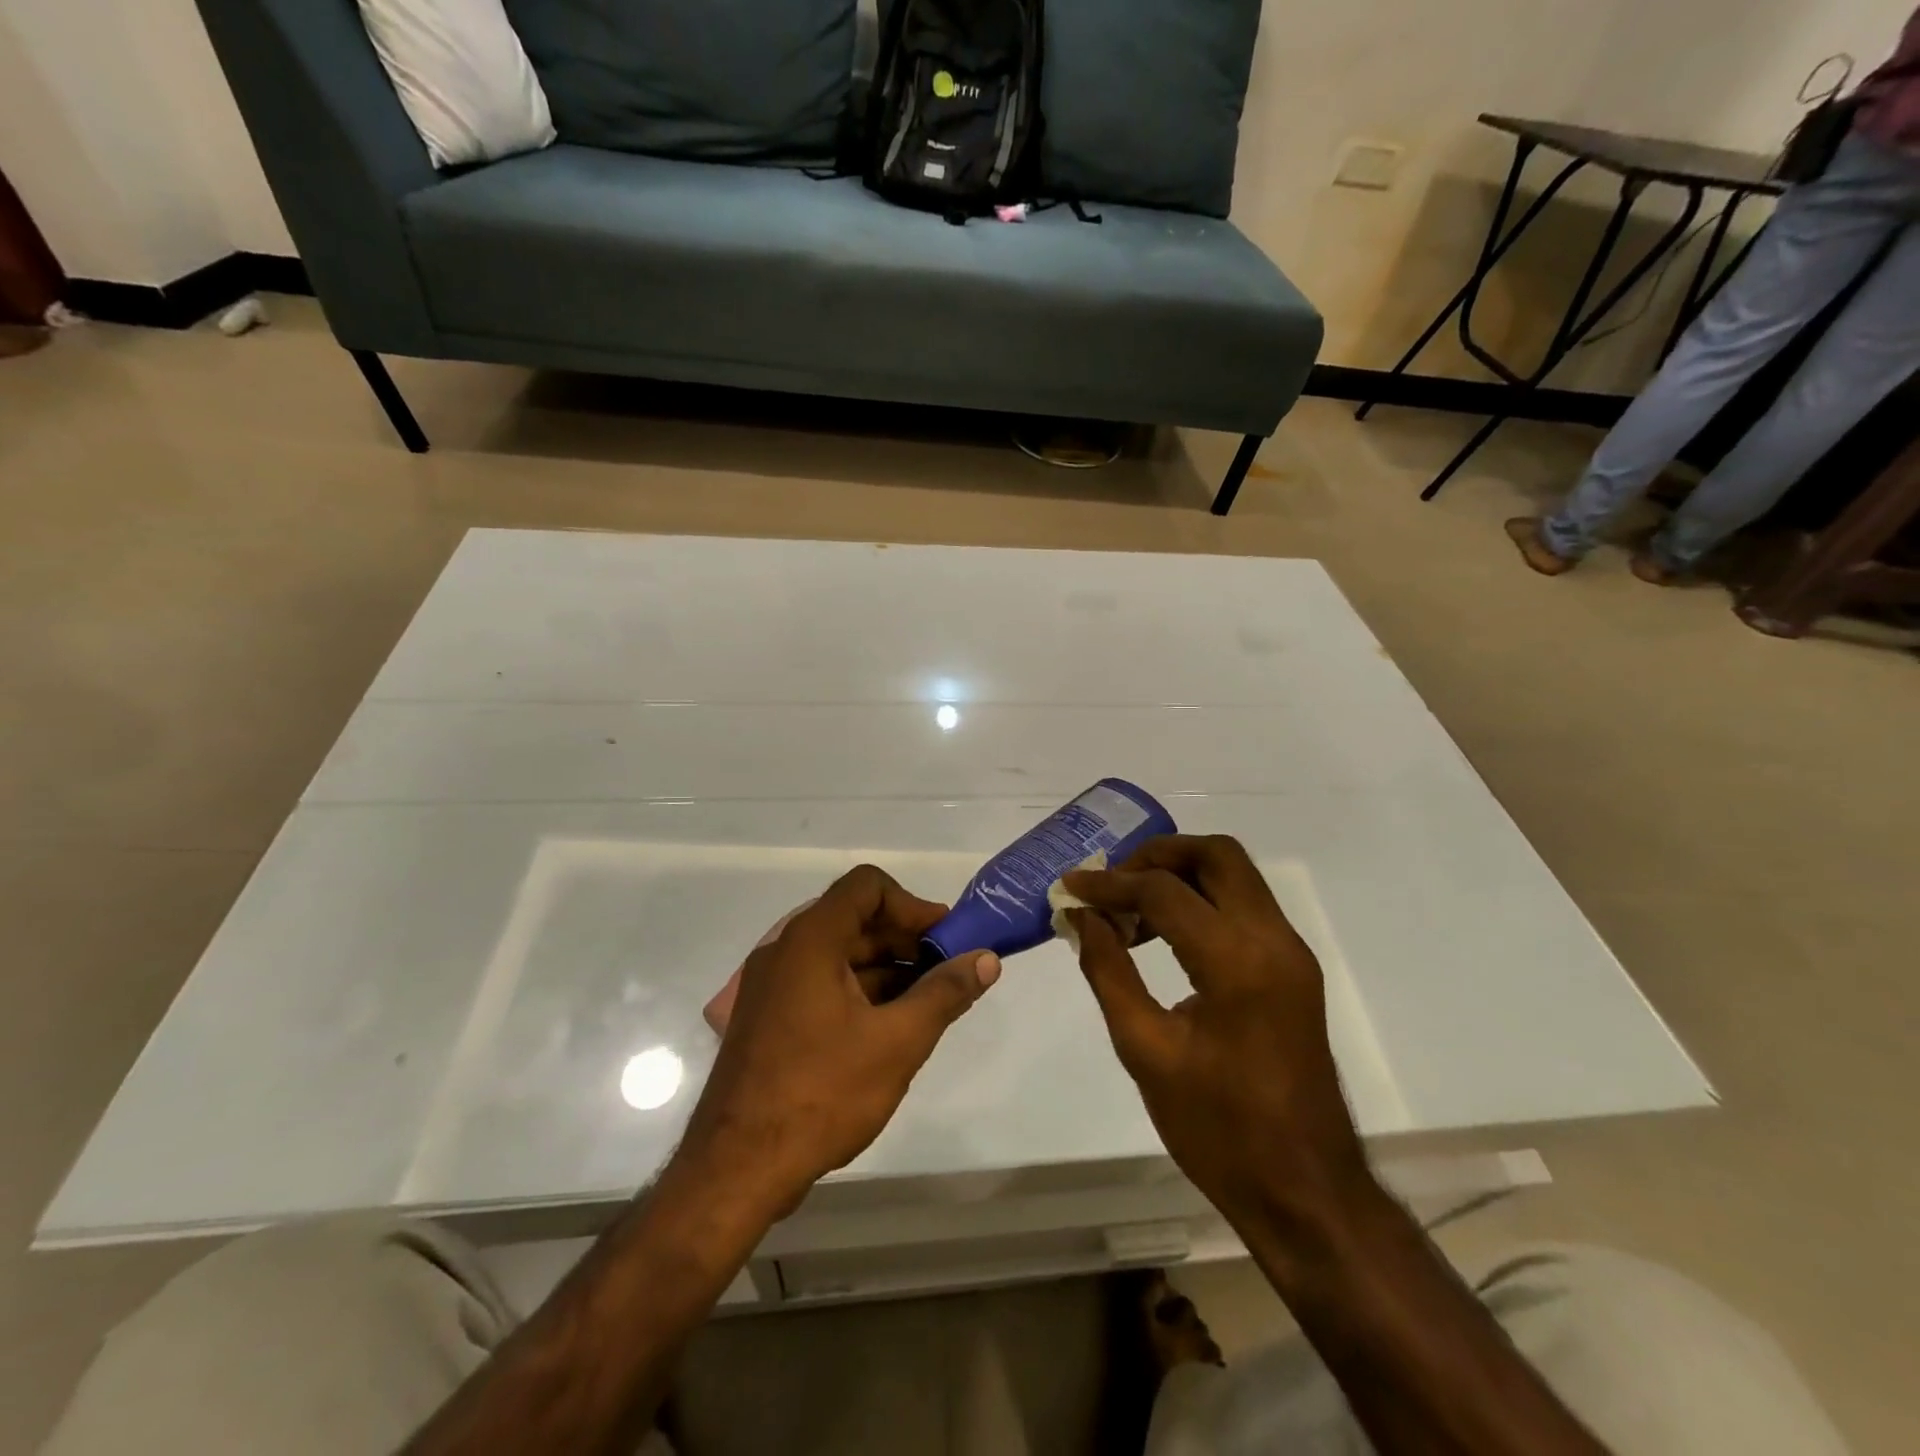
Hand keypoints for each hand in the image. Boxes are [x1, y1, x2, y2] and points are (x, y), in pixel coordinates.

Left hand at [678, 866, 999, 1215]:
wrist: (736, 1168)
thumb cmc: (821, 1092)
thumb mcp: (897, 1042)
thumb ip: (945, 993)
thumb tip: (986, 959)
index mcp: (811, 940)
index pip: (867, 887)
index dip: (911, 905)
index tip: (945, 939)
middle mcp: (785, 950)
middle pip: (854, 920)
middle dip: (905, 941)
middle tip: (946, 973)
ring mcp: (771, 986)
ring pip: (839, 956)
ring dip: (885, 970)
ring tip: (926, 1005)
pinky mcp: (768, 1018)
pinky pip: (820, 984)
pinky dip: (858, 992)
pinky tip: (888, 1028)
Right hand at [1062, 835, 1368, 1231]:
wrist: (1305, 1191)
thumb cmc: (1218, 1130)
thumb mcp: (1145, 1051)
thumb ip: (1108, 971)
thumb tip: (1082, 917)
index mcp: (1236, 962)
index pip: (1163, 891)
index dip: (1109, 884)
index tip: (1069, 888)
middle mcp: (1273, 940)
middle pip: (1217, 854)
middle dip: (1157, 854)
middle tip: (1112, 882)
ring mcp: (1290, 952)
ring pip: (1235, 874)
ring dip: (1180, 874)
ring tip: (1129, 909)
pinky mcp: (1293, 968)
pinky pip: (1244, 906)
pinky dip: (1201, 899)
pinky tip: (1163, 933)